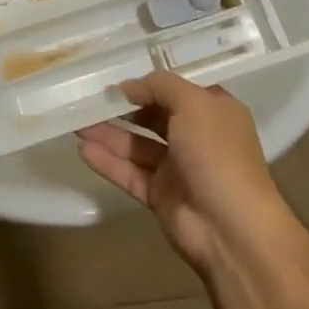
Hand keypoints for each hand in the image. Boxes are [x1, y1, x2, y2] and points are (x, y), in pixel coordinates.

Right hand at [76, 71, 287, 271]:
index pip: (178, 92)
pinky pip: (130, 173)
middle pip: (154, 118)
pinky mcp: (160, 196)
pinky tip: (83, 150)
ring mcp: (178, 169)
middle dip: (123, 109)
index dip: (150, 85)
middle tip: (91, 100)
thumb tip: (128, 87)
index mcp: (214, 113)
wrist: (231, 228)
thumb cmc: (217, 154)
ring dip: (109, 134)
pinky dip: (108, 162)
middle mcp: (197, 138)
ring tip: (77, 123)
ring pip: (137, 146)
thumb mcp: (193, 104)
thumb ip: (160, 86)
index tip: (118, 80)